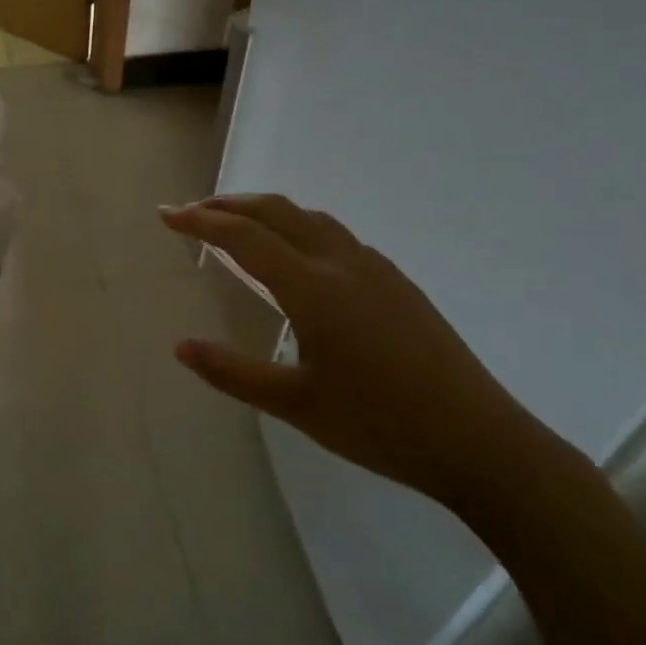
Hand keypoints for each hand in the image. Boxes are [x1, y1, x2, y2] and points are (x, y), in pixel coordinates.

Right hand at [159, 195, 547, 505]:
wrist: (478, 440)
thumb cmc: (379, 425)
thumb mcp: (295, 405)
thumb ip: (233, 373)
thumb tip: (180, 347)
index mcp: (313, 289)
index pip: (245, 237)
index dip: (201, 221)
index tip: (167, 216)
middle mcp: (342, 264)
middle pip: (277, 212)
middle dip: (229, 204)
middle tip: (192, 211)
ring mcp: (375, 269)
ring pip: (310, 218)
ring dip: (266, 212)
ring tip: (236, 225)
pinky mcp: (397, 282)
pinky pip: (335, 235)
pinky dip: (298, 227)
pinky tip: (296, 256)